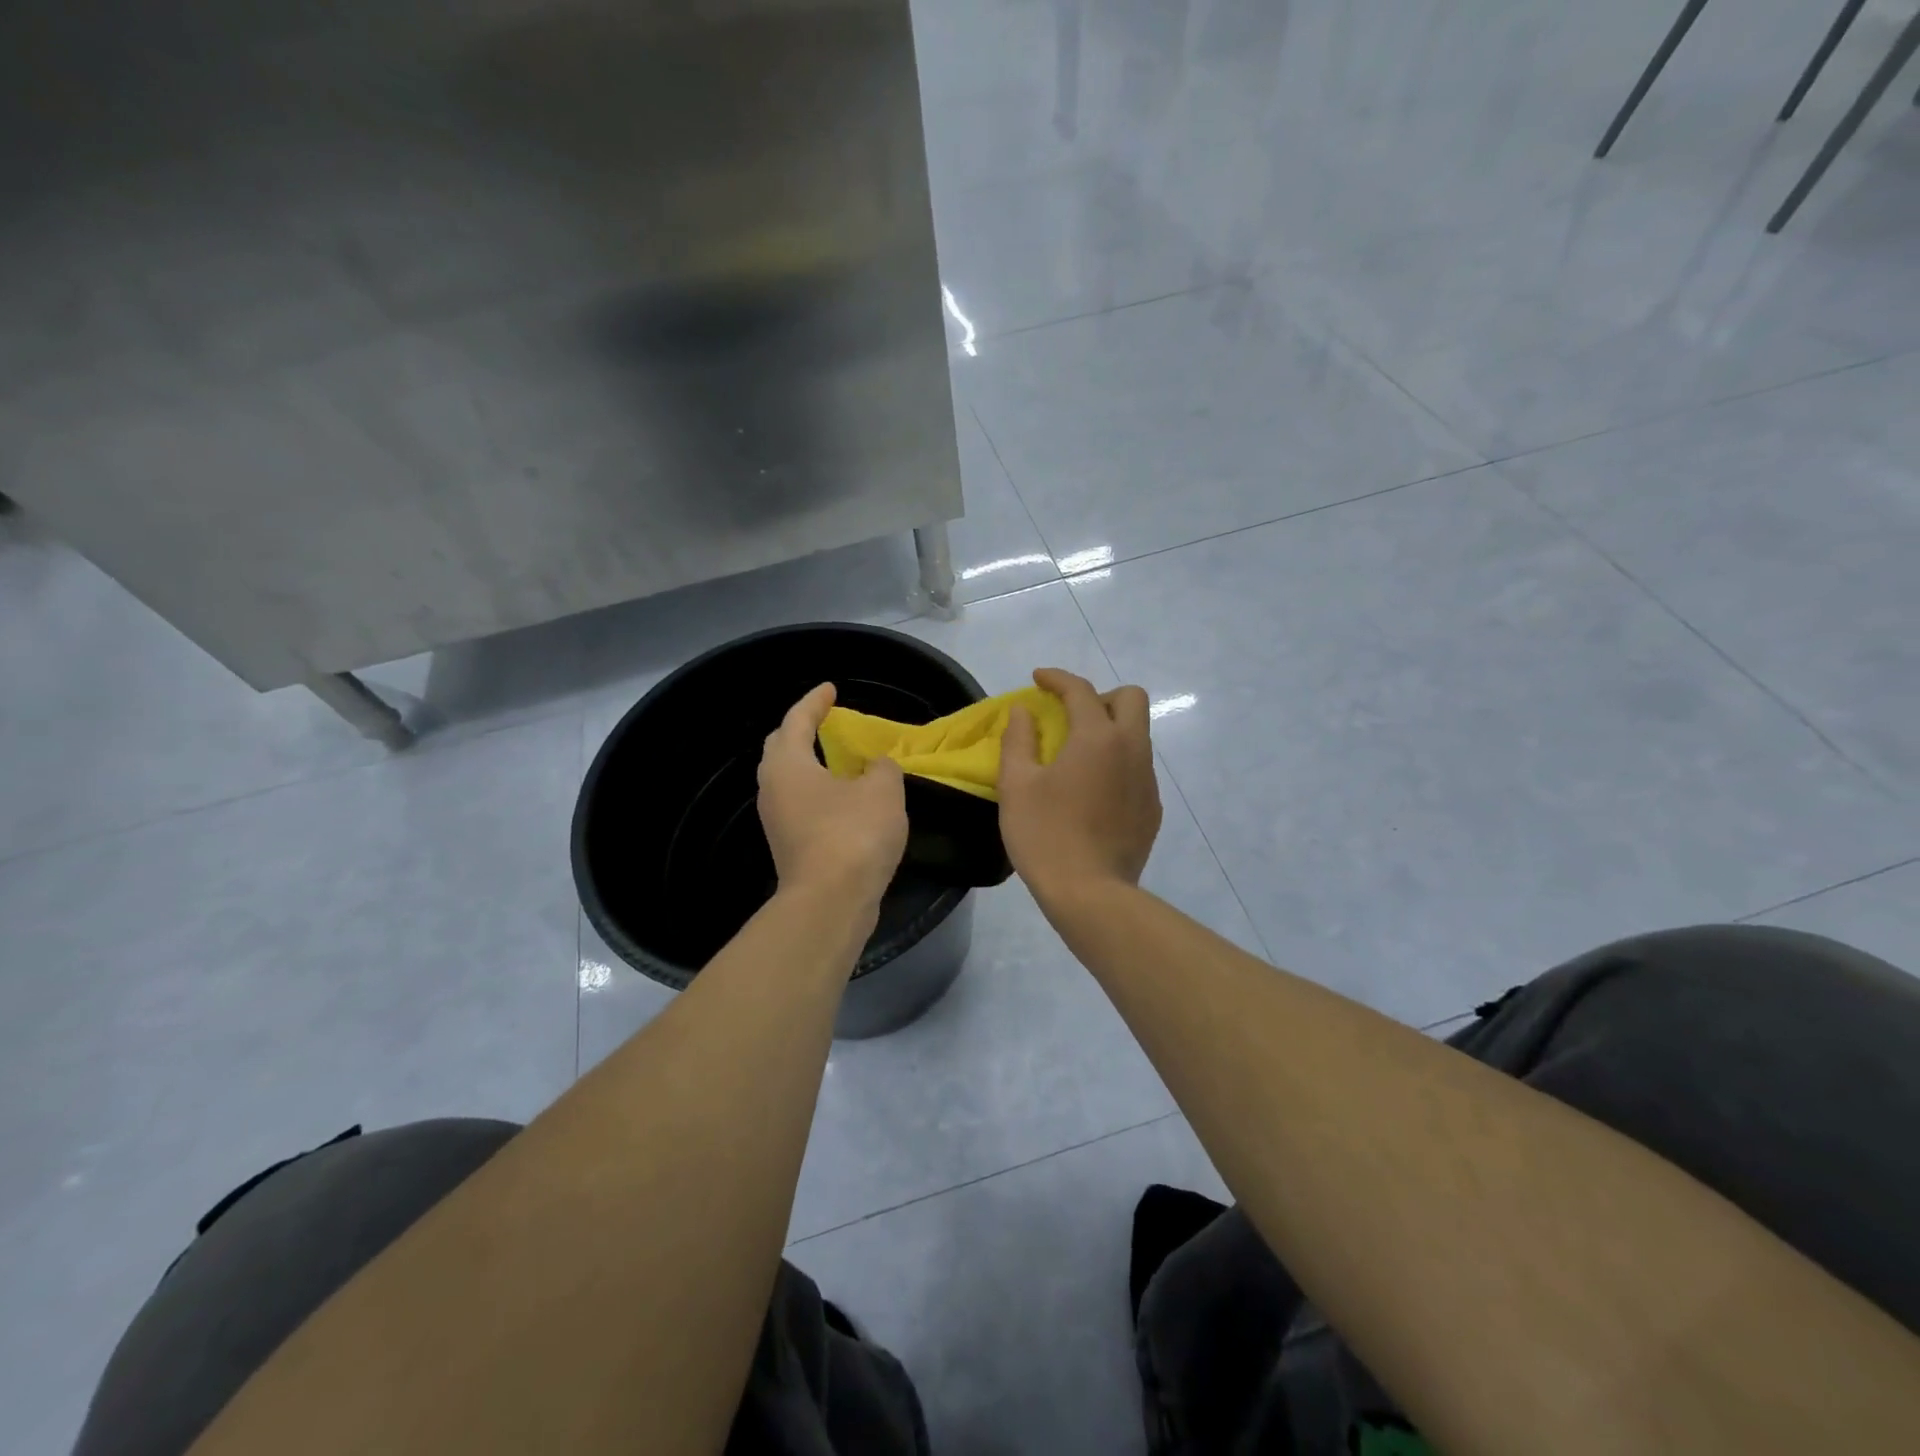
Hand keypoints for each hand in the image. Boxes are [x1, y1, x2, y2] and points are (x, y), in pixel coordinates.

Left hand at [758, 683, 907, 904]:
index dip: (815, 701)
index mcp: (789, 764)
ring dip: (809, 763)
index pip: (797, 720)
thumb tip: (876, 766)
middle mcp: (773, 788)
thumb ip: (882, 767)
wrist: (831, 902)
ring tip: (837, 757)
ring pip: (788, 779)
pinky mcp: (789, 846)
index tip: (831, 689)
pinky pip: (800, 804)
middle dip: (801, 729)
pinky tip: (843, 797)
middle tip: (824, 720)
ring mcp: (777, 821)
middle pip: (781, 748)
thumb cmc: (853, 834)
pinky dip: (818, 791)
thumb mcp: (883, 789)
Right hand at [999, 667, 1161, 901]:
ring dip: (1110, 730)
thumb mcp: (1017, 785)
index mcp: (1098, 738)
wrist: (1090, 894)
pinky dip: (1117, 763)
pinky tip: (1093, 792)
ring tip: (1077, 757)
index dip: (1057, 678)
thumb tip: (1025, 712)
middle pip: (1131, 699)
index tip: (1038, 680)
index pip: (1081, 690)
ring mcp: (1148, 780)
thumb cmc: (1045, 835)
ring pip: (1138, 734)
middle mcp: (1132, 750)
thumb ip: (1019, 739)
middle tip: (1070, 716)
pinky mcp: (1152, 809)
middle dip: (1100, 696)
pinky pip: (1138, 768)